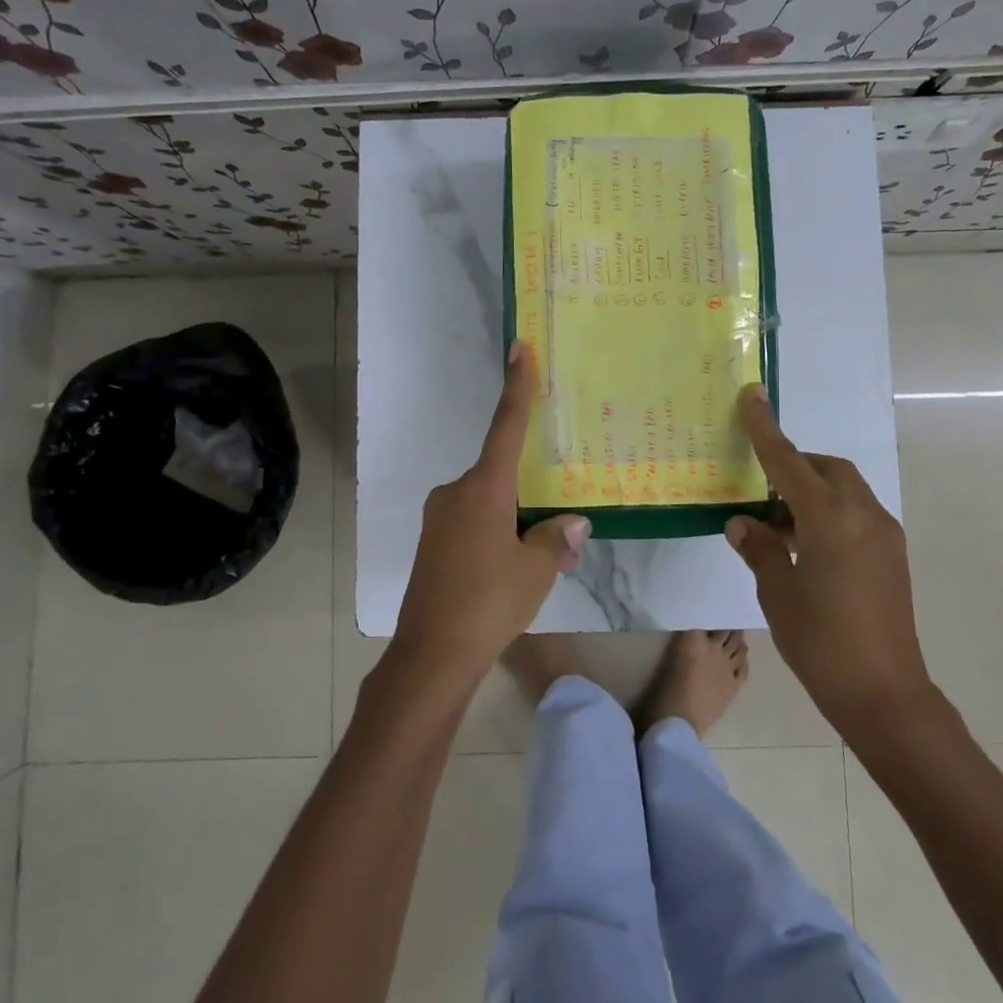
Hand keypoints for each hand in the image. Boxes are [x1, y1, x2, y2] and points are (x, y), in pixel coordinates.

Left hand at [391, 342, 589, 688]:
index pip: (506, 426)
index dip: (517, 386)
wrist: (431, 655)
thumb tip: (572, 522)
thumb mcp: (536, 571)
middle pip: (501, 474)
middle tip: (558, 526)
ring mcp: (439, 518)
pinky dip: (495, 534)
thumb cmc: (488, 603)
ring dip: (514, 519)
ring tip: (540, 558)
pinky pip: (472, 523)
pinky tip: (510, 569)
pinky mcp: (432, 542)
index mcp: (483, 488)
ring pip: (488, 503)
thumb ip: (554, 539)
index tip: (520, 348)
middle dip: (530, 493)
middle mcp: (456, 492)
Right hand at [724, 385, 934, 726]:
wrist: (886, 696)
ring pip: (843, 490)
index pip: (789, 461)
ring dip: (810, 492)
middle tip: (759, 490)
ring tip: (776, 526)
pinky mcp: (892, 555)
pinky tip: (805, 547)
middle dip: (793, 465)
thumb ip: (760, 548)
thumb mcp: (778, 594)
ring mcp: (884, 535)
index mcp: (830, 519)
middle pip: (825, 468)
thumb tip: (742, 522)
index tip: (752, 395)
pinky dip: (828, 512)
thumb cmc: (822, 643)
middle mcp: (863, 515)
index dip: (766, 429)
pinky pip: (856, 513)